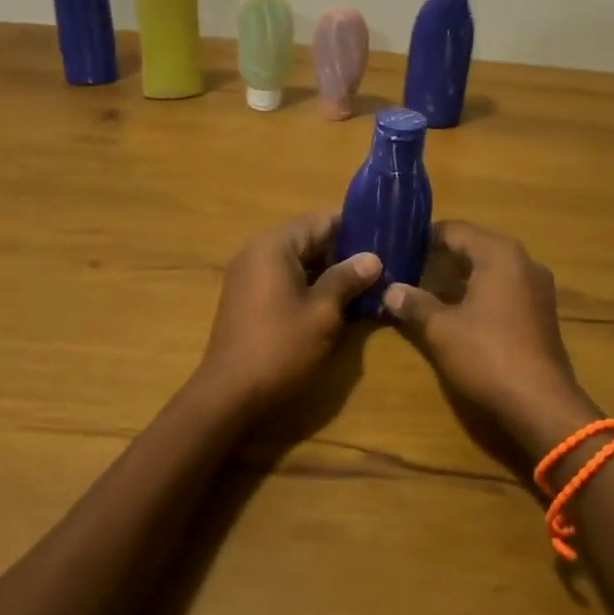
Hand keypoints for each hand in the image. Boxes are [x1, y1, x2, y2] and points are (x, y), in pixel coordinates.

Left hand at [191, 212, 381, 418]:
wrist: (229, 395)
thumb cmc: (280, 347)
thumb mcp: (323, 312)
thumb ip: (347, 279)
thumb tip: (372, 258)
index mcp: (274, 245)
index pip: (321, 219)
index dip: (354, 227)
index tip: (384, 237)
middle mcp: (257, 252)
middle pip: (308, 238)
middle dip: (343, 251)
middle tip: (380, 264)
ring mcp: (248, 276)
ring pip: (297, 261)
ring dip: (328, 270)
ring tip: (364, 283)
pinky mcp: (247, 299)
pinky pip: (284, 279)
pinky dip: (309, 285)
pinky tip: (335, 302)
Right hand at [382, 221, 601, 456]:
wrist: (541, 403)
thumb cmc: (488, 355)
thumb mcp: (441, 329)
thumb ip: (415, 303)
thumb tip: (390, 290)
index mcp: (500, 254)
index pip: (455, 230)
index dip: (425, 238)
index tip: (399, 247)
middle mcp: (523, 261)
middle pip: (474, 246)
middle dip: (441, 257)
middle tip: (408, 268)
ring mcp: (537, 287)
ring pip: (490, 269)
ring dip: (459, 277)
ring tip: (426, 289)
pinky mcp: (541, 311)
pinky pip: (504, 288)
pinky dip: (479, 292)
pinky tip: (456, 311)